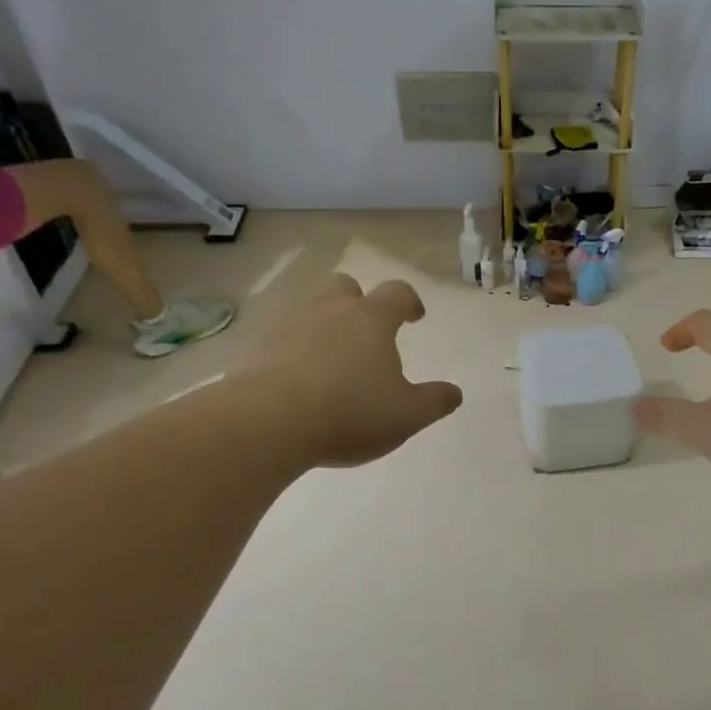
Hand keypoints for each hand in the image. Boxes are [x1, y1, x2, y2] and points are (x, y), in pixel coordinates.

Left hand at [245, 275, 463, 468]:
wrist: (268, 422)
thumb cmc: (351, 412)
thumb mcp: (407, 414)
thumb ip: (434, 401)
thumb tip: (454, 392)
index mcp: (371, 320)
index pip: (397, 293)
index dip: (410, 302)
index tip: (415, 317)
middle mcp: (329, 311)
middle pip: (345, 287)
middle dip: (358, 302)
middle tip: (366, 332)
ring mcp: (288, 326)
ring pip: (309, 312)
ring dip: (323, 328)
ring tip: (331, 364)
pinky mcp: (256, 348)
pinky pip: (280, 341)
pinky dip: (292, 354)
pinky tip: (297, 383)